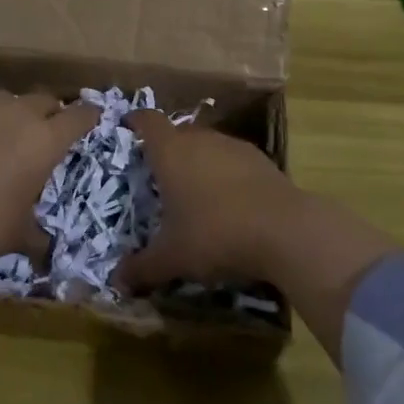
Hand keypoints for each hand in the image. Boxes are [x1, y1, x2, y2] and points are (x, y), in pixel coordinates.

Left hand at [0, 90, 97, 269]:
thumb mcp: (17, 235)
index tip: (91, 118)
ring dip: (14, 112)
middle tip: (45, 130)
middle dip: (50, 112)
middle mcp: (20, 113)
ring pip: (10, 98)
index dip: (88, 116)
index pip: (79, 116)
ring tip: (4, 133)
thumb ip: (38, 236)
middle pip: (45, 99)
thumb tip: (47, 253)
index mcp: (46, 141)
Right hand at [115, 109, 305, 292]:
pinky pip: (234, 161)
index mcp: (171, 152)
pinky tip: (230, 204)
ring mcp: (234, 147)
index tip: (128, 127)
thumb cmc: (215, 234)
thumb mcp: (172, 258)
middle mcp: (201, 139)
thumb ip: (142, 268)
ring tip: (195, 194)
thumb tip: (117, 281)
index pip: (148, 121)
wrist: (286, 231)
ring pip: (208, 146)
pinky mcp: (263, 161)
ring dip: (199, 163)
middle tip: (159, 177)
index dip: (136, 122)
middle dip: (167, 151)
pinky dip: (226, 176)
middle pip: (178, 133)